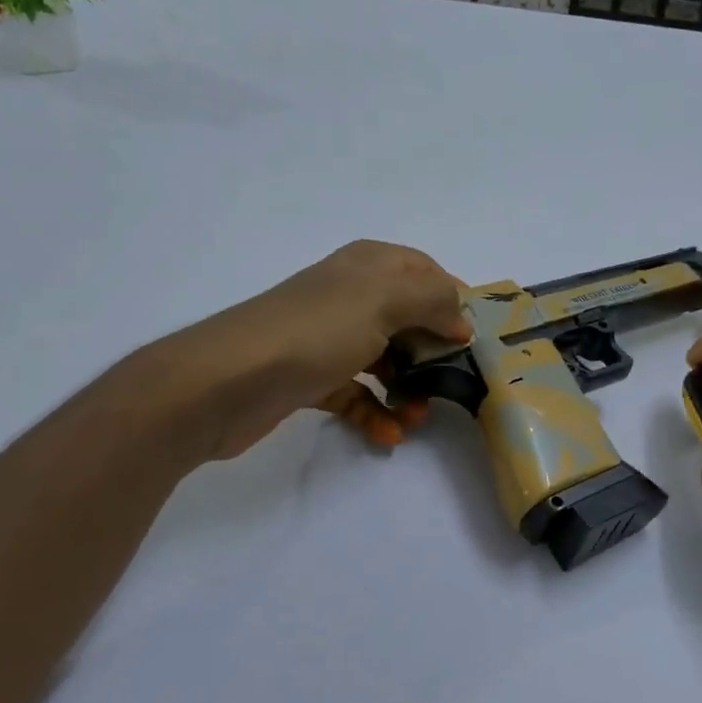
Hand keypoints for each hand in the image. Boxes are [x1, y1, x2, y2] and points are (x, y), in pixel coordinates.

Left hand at [153, 241, 469, 461]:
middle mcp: (350, 296)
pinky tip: (389, 436)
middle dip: (433, 353)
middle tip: (452, 384)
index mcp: (369, 266)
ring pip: (385, 360)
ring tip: (418, 417)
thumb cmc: (316, 331)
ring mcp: (329, 337)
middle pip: (409, 320)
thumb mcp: (385, 300)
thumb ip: (434, 299)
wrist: (226, 381)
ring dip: (408, 389)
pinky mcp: (312, 377)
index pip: (426, 272)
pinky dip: (374, 413)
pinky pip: (356, 393)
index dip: (454, 301)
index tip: (475, 339)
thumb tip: (459, 321)